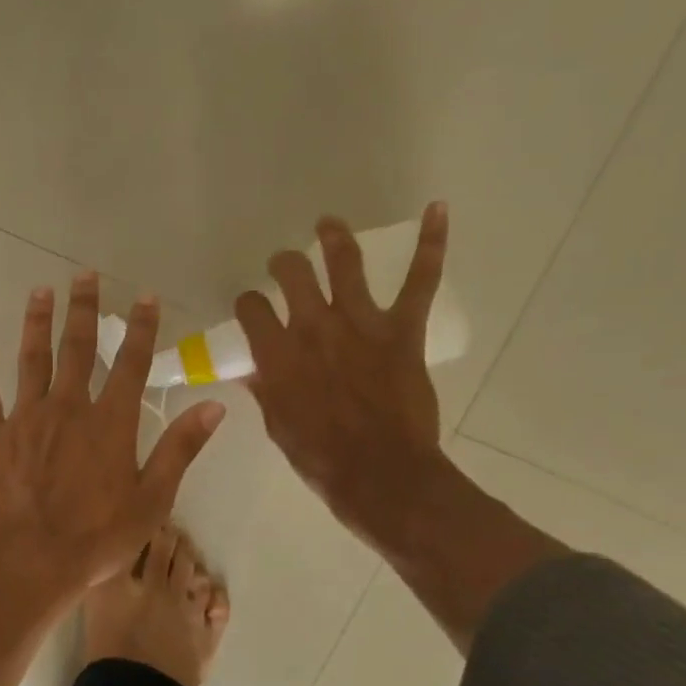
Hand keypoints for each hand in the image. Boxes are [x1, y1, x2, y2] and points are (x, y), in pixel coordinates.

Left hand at [0, 273, 224, 589]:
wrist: (26, 561)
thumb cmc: (94, 538)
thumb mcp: (152, 500)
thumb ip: (180, 450)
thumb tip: (214, 406)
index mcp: (110, 424)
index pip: (131, 364)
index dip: (141, 329)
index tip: (145, 297)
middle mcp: (68, 409)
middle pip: (78, 349)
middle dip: (84, 310)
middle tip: (84, 275)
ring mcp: (26, 419)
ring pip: (32, 360)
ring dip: (37, 324)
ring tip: (40, 292)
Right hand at [235, 203, 449, 555]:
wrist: (381, 476)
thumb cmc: (320, 459)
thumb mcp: (277, 425)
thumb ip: (265, 390)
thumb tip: (253, 371)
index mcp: (277, 354)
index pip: (252, 308)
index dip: (248, 304)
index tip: (252, 309)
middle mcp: (314, 328)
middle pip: (293, 273)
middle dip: (284, 264)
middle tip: (284, 265)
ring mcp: (361, 325)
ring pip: (345, 264)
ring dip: (335, 238)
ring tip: (328, 224)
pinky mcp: (402, 331)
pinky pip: (420, 281)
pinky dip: (431, 244)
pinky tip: (437, 210)